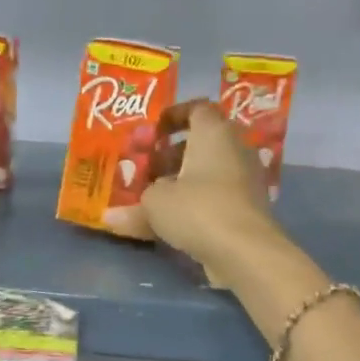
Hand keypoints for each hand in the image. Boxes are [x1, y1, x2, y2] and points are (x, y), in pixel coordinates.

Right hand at [104, 101, 283, 283]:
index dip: (174, 116)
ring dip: (186, 179)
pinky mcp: (250, 207)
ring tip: (158, 196)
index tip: (153, 132)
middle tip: (148, 168)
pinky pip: (219, 195)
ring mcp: (247, 178)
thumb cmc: (198, 209)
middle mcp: (236, 148)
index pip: (197, 109)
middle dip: (174, 153)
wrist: (246, 251)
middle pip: (203, 141)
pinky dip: (200, 201)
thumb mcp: (155, 205)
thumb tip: (109, 216)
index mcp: (214, 133)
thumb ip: (133, 207)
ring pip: (211, 170)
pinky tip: (178, 219)